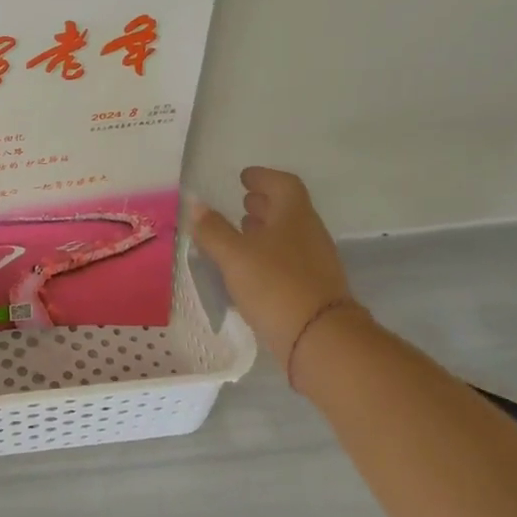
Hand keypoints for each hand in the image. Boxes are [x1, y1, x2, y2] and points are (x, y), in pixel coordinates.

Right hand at [193, 168, 358, 361]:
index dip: (263, 177)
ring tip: (240, 234)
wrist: (320, 338)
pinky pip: (287, 261)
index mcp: (294, 216)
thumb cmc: (275, 285)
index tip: (244, 177)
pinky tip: (248, 269)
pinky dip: (267, 256)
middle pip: (287, 210)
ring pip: (287, 237)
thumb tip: (196, 203)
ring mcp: (314, 263)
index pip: (283, 184)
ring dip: (265, 231)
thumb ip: (213, 229)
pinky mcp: (311, 289)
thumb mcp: (234, 255)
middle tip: (241, 202)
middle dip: (264, 204)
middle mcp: (309, 234)